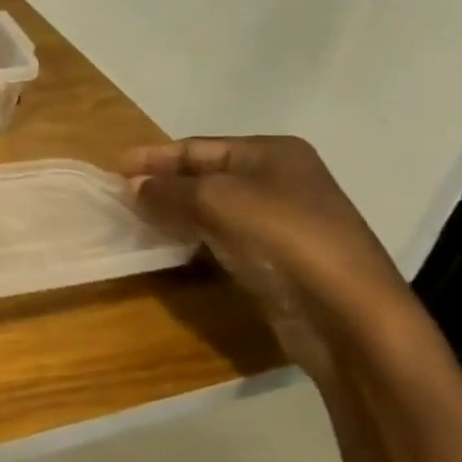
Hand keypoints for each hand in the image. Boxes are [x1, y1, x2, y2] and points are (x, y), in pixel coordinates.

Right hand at [118, 137, 419, 377]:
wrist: (347, 314)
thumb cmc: (282, 237)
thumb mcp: (216, 201)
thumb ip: (168, 190)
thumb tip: (134, 187)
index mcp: (270, 153)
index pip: (197, 147)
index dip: (154, 157)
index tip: (114, 168)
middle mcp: (279, 180)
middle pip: (205, 176)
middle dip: (163, 185)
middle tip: (120, 196)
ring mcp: (281, 222)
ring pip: (213, 209)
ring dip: (175, 214)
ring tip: (136, 222)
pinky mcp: (277, 259)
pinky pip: (224, 239)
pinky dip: (194, 239)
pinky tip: (169, 248)